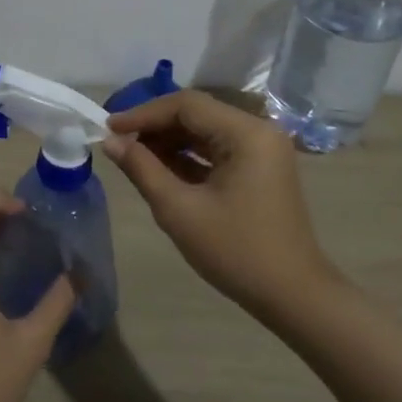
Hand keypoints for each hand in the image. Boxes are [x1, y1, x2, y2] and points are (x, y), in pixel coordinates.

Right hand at [103, 90, 338, 320]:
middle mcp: (258, 131)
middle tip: (117, 142)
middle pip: (196, 113)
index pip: (186, 105)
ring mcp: (262, 150)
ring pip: (205, 130)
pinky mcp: (259, 168)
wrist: (292, 296)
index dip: (143, 114)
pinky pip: (217, 149)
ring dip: (169, 140)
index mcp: (246, 133)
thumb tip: (110, 141)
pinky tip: (159, 168)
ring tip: (132, 156)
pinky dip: (187, 156)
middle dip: (155, 126)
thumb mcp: (179, 210)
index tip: (109, 128)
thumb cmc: (235, 251)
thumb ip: (142, 168)